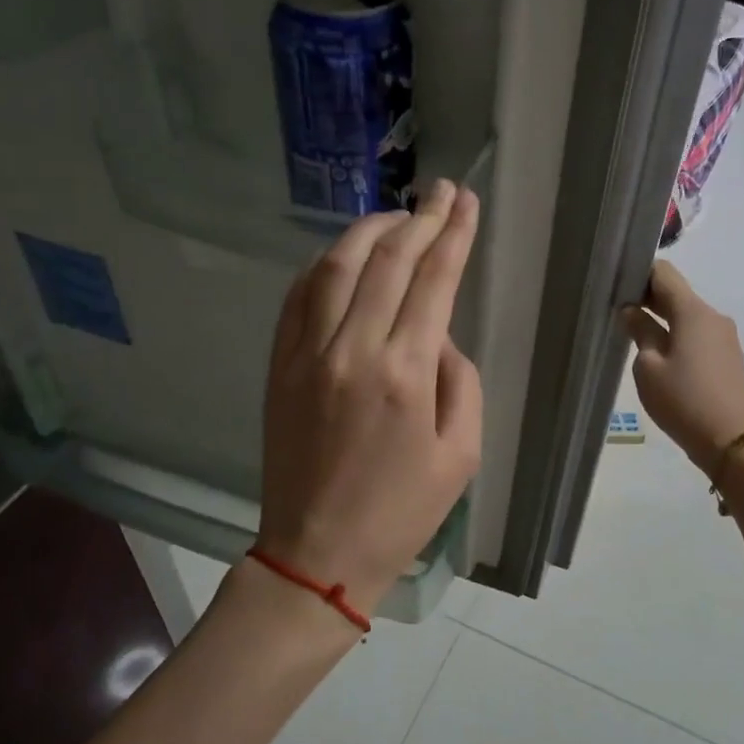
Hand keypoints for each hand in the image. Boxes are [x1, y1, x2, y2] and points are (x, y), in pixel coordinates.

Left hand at [255, 179, 483, 610]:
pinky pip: (298, 297)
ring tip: (396, 216)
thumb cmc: (402, 512)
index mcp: (404, 373)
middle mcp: (352, 350)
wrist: (317, 552)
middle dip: (420, 218)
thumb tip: (438, 336)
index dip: (452, 233)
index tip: (464, 200)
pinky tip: (344, 255)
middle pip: (388, 260)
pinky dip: (322, 265)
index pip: (434, 280)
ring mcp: (306, 354)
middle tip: (440, 192)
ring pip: (335, 266)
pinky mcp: (279, 366)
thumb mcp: (462, 454)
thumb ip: (460, 381)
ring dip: (368, 230)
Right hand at [622, 259, 743, 467]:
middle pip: (677, 293)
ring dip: (662, 318)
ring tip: (635, 335)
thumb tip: (630, 311)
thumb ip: (640, 331)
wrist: (729, 440)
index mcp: (693, 311)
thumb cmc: (682, 399)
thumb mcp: (649, 366)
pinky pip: (698, 334)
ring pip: (687, 315)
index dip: (638, 273)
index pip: (664, 273)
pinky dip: (677, 335)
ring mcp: (724, 337)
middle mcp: (713, 316)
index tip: (616, 285)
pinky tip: (660, 355)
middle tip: (617, 309)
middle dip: (648, 297)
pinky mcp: (727, 356)